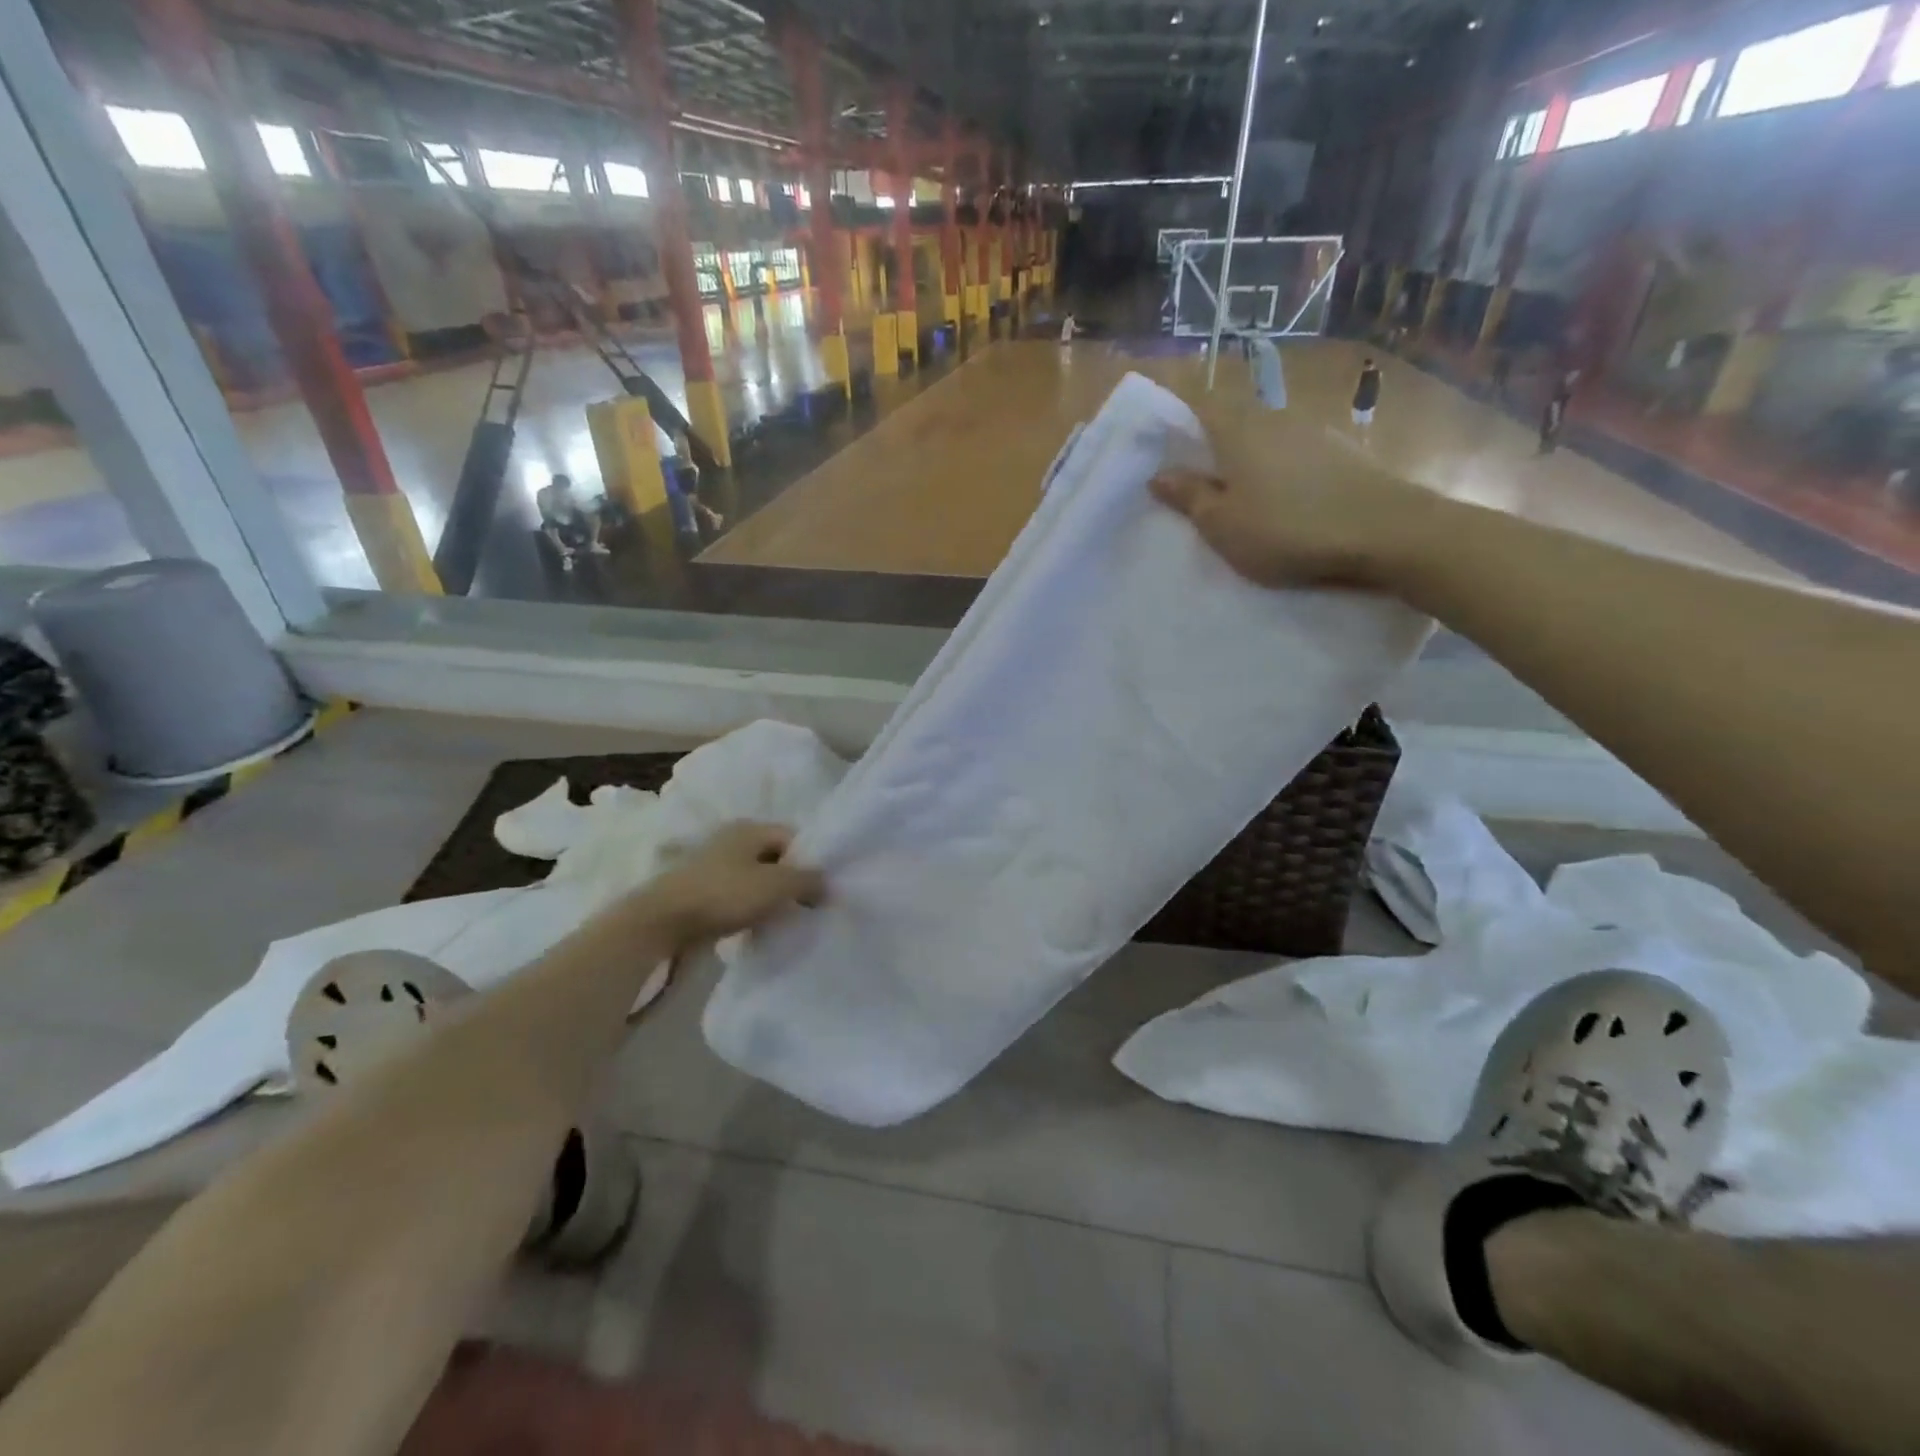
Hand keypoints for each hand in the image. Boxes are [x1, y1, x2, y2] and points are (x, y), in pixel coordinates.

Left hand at [647, 822, 823, 945]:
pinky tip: (756, 927)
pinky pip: (737, 897)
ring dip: (770, 898)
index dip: (811, 861)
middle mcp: (732, 840)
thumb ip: (809, 881)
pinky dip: (750, 909)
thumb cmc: (725, 894)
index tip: (822, 889)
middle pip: (775, 858)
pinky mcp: (701, 891)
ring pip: (756, 879)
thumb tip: (827, 885)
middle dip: (792, 881)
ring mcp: (713, 865)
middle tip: (807, 907)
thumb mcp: (777, 885)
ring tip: (784, 920)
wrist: (662, 922)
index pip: (794, 837)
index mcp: (751, 828)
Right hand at [1145, 385, 1434, 591]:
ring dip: (1250, 464)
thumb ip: (1190, 497)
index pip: (1199, 405)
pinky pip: (1296, 457)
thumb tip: (1160, 474)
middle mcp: (1275, 418)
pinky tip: (1285, 504)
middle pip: (1233, 422)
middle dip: (1213, 447)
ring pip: (1266, 440)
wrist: (1385, 531)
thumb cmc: (1286, 529)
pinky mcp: (1342, 453)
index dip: (1178, 420)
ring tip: (1242, 501)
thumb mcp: (1222, 524)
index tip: (1164, 449)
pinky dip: (1281, 474)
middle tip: (1198, 486)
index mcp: (1238, 429)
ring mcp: (1314, 432)